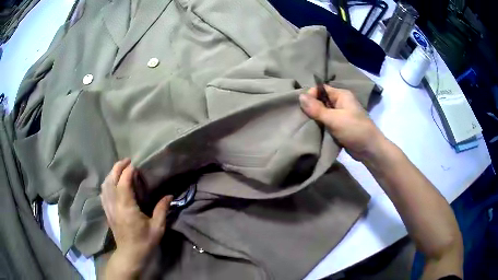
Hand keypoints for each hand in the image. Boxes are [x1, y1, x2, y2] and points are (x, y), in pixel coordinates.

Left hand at [101, 159, 172, 278]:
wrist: (130, 255)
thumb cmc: (144, 242)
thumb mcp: (157, 227)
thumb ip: (162, 209)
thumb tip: (169, 195)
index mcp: (127, 207)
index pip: (123, 183)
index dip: (128, 171)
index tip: (135, 165)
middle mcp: (114, 204)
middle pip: (111, 180)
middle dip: (118, 167)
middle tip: (127, 161)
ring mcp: (108, 208)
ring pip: (105, 185)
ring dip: (111, 174)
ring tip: (120, 169)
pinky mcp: (107, 212)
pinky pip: (103, 193)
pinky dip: (107, 184)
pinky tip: (111, 183)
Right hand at [299, 85, 385, 161]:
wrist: (370, 150)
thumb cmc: (354, 130)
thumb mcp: (334, 119)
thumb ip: (317, 109)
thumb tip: (300, 96)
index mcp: (341, 95)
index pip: (321, 89)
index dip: (311, 95)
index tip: (302, 107)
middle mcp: (341, 102)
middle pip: (321, 101)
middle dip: (311, 108)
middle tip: (301, 117)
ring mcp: (340, 115)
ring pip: (323, 113)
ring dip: (315, 119)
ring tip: (305, 125)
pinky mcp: (340, 127)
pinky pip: (326, 123)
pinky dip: (320, 126)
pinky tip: (312, 130)